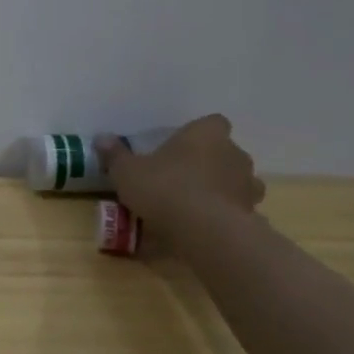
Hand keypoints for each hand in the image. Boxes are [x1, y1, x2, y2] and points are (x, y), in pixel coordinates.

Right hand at [97, 114, 264, 230]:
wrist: (203, 230)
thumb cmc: (164, 187)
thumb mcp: (127, 171)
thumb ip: (115, 154)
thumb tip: (102, 138)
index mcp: (206, 134)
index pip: (212, 123)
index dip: (198, 134)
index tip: (180, 147)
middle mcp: (233, 153)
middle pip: (224, 151)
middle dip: (208, 161)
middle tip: (181, 175)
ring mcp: (247, 184)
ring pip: (235, 180)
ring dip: (221, 187)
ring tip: (194, 201)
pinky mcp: (252, 213)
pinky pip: (237, 207)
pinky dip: (225, 212)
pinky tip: (204, 223)